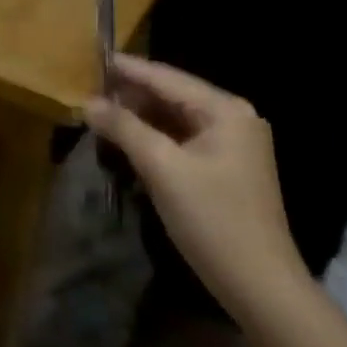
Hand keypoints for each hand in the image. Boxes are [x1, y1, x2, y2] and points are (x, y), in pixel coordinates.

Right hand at [83, 57, 310, 321]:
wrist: (260, 287)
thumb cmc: (212, 219)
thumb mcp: (161, 168)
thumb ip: (124, 128)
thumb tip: (87, 102)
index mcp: (225, 110)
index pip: (165, 77)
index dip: (126, 69)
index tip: (89, 60)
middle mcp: (232, 118)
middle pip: (171, 94)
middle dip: (130, 94)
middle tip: (86, 91)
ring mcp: (232, 144)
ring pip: (174, 118)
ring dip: (138, 117)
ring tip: (98, 113)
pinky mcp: (225, 168)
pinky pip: (181, 139)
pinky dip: (153, 137)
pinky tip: (125, 140)